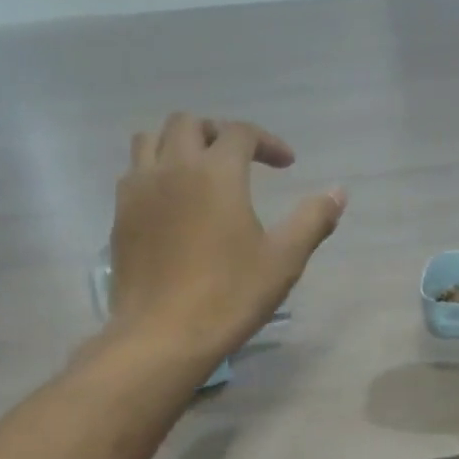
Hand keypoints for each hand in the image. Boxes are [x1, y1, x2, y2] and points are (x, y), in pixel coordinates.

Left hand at [110, 114, 345, 360]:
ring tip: (200, 171)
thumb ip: (312, 220)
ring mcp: (138, 191)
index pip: (240, 133)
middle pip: (189, 123)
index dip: (268, 142)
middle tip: (241, 160)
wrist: (163, 335)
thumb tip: (338, 192)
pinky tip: (173, 203)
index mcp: (216, 172)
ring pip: (151, 140)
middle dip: (219, 133)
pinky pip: (133, 174)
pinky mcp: (120, 216)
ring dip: (178, 144)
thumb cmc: (230, 295)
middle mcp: (172, 168)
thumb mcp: (284, 260)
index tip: (287, 165)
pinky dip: (155, 172)